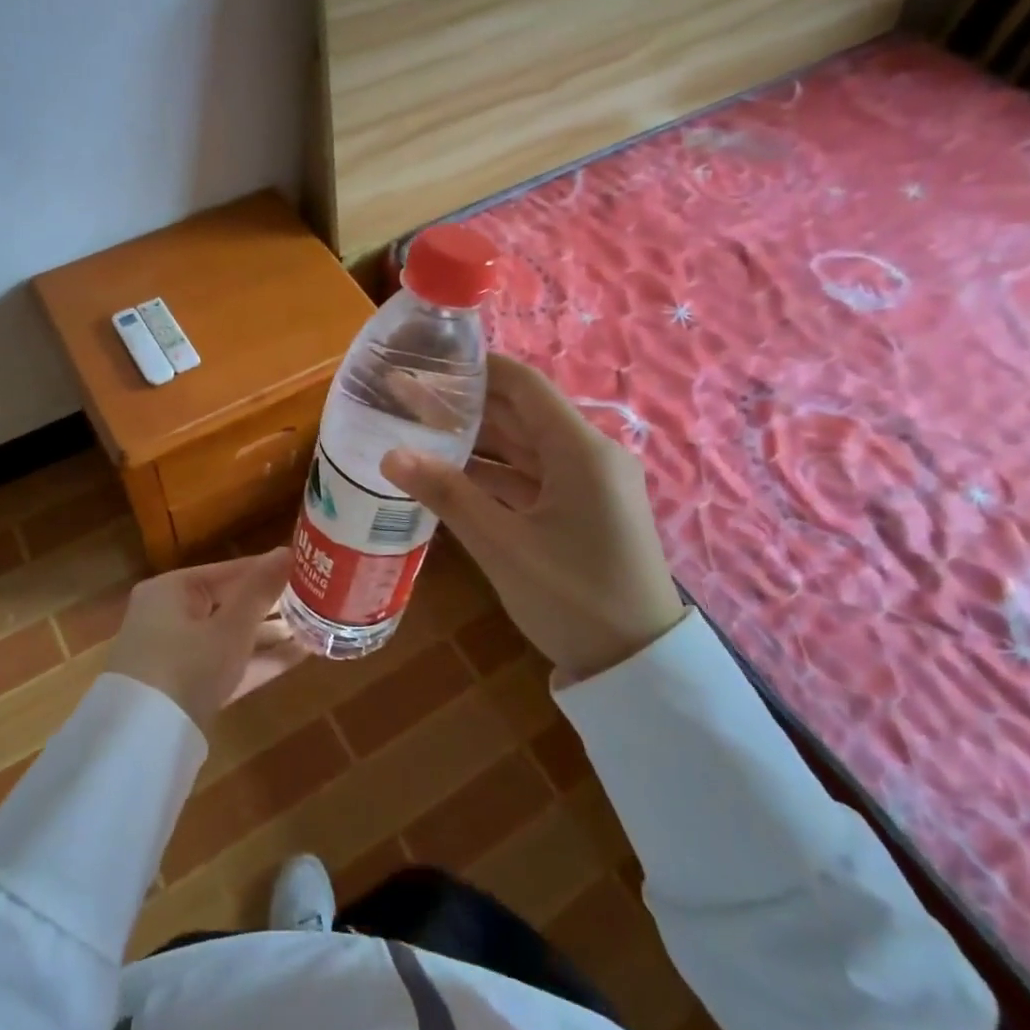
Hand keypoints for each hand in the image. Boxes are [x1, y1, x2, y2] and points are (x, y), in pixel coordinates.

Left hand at [105, 549, 298, 732]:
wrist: (142, 743)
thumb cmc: (187, 665)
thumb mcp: (230, 627)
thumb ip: (260, 590)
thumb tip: (288, 550)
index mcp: (172, 590)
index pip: (229, 570)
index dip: (268, 570)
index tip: (307, 567)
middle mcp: (170, 615)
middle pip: (229, 603)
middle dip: (272, 605)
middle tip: (315, 599)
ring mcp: (176, 654)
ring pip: (229, 636)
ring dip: (269, 634)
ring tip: (314, 626)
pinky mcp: (186, 687)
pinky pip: (226, 663)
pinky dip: (257, 660)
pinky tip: (299, 656)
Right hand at [381, 355, 686, 681]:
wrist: (638, 666)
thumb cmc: (574, 598)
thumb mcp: (503, 546)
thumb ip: (447, 494)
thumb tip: (391, 455)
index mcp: (580, 450)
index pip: (522, 385)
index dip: (475, 369)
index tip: (427, 363)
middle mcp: (589, 455)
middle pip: (520, 413)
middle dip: (465, 405)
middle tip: (406, 398)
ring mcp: (589, 483)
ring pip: (524, 446)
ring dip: (476, 440)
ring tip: (418, 430)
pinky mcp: (584, 509)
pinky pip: (533, 476)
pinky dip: (494, 473)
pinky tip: (451, 473)